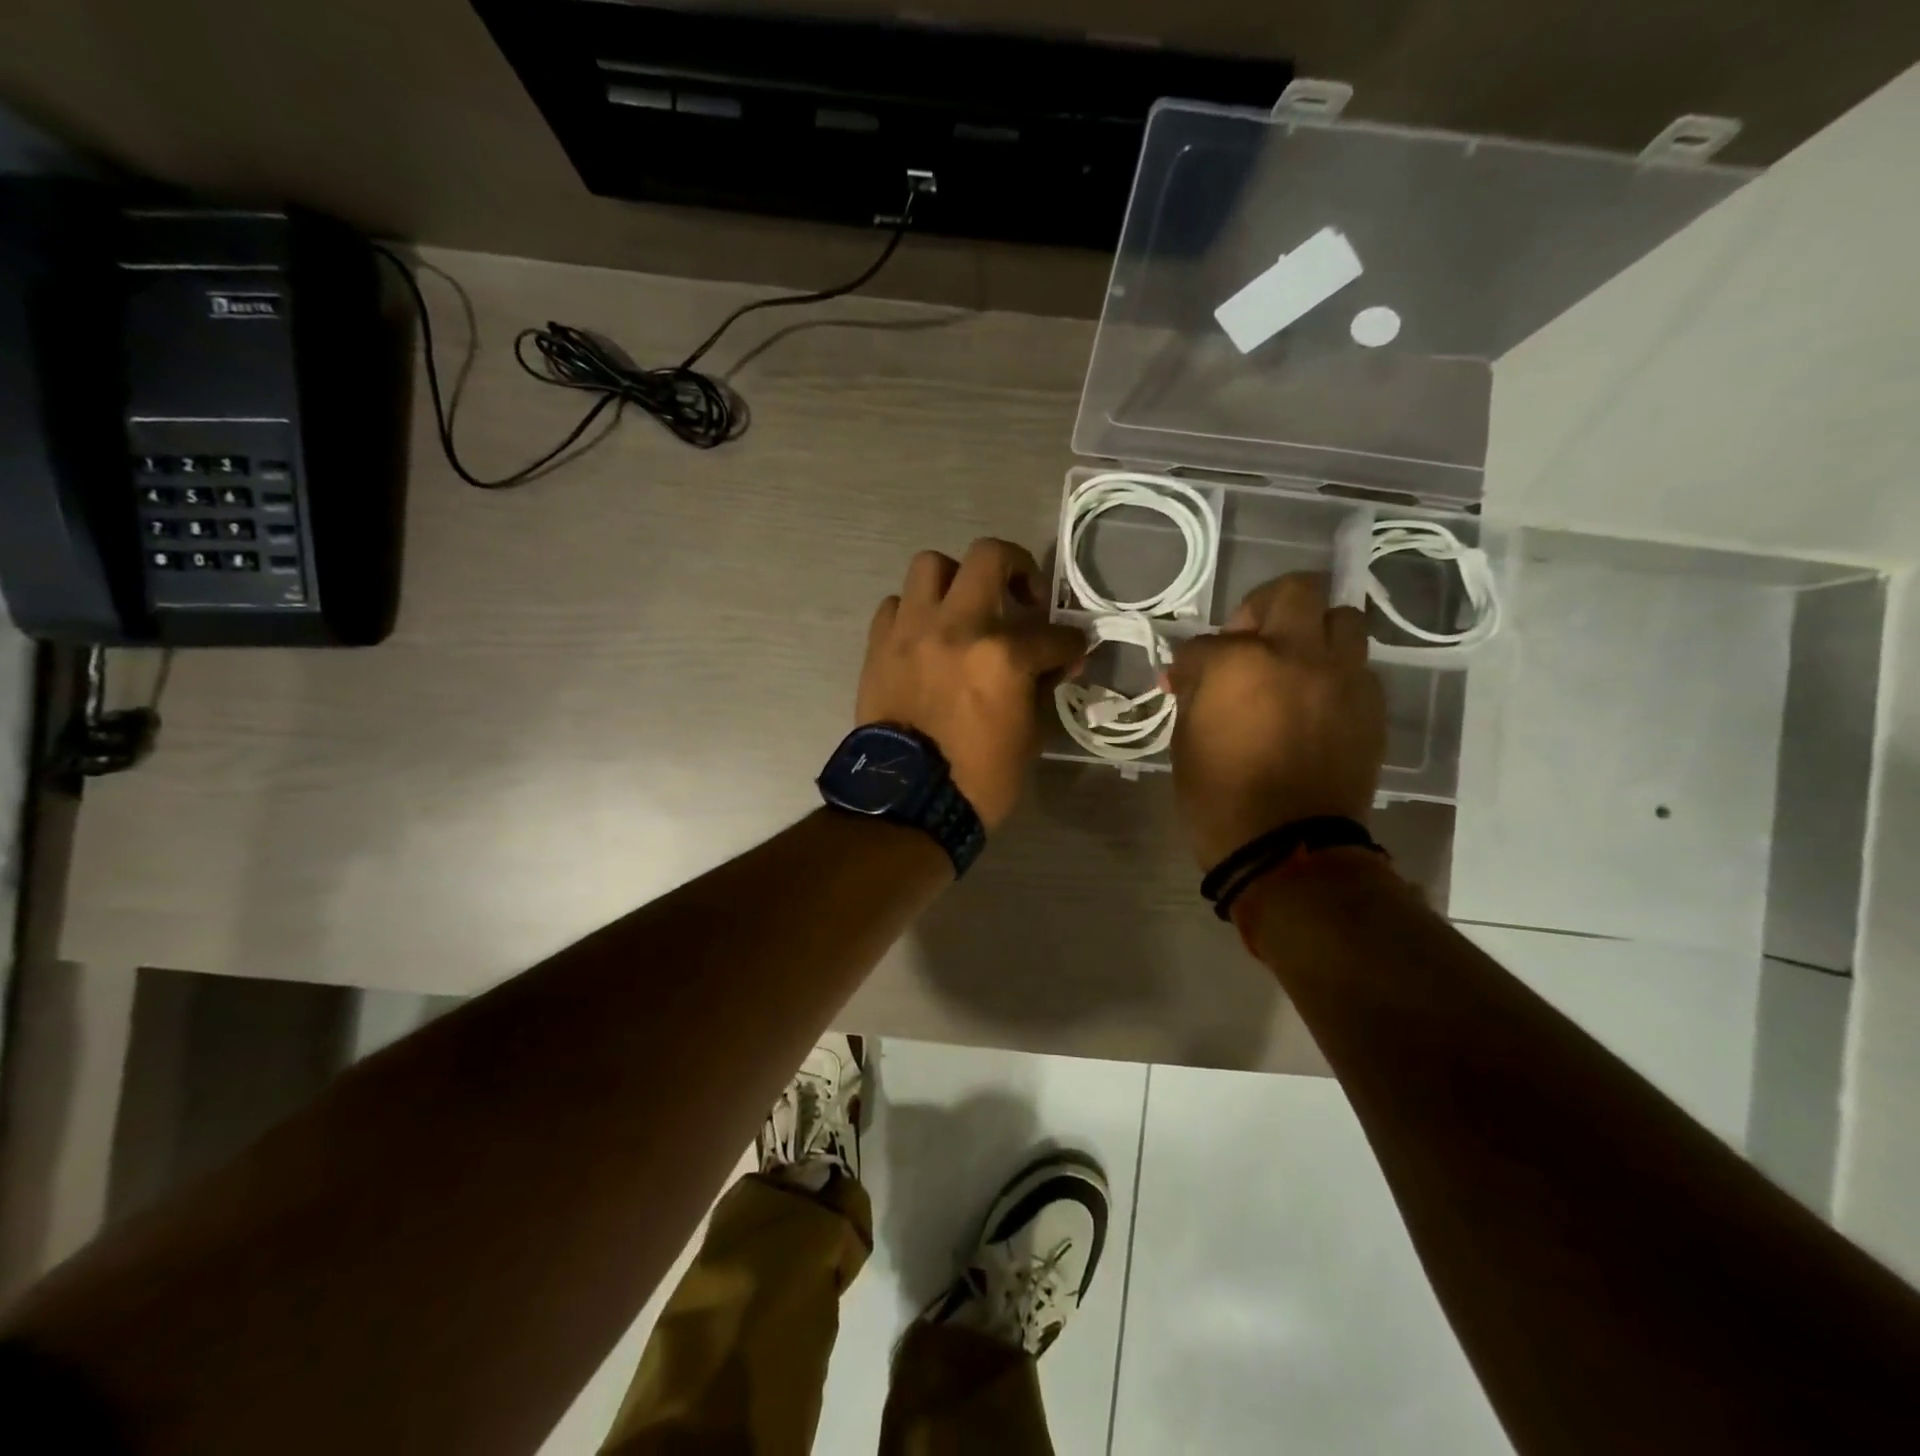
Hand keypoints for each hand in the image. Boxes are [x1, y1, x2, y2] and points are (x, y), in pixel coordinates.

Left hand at [857, 540, 1087, 829]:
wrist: (905, 802)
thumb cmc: (977, 779)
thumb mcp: (1027, 737)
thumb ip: (1040, 687)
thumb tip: (1052, 662)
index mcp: (1003, 656)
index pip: (1053, 635)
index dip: (1071, 644)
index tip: (1073, 650)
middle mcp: (957, 627)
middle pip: (990, 555)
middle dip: (1018, 567)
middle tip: (1023, 595)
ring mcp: (913, 630)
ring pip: (932, 565)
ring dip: (956, 579)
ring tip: (965, 607)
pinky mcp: (879, 645)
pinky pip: (897, 605)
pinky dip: (916, 612)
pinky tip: (927, 635)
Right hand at [1167, 573, 1385, 870]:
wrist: (1288, 849)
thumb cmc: (1220, 798)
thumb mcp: (1186, 740)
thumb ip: (1194, 693)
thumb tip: (1192, 675)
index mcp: (1241, 663)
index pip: (1207, 642)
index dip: (1189, 662)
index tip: (1183, 680)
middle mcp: (1300, 655)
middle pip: (1295, 591)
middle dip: (1265, 606)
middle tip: (1249, 639)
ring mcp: (1343, 678)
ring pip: (1342, 618)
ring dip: (1313, 631)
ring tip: (1294, 663)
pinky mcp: (1370, 706)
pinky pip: (1357, 667)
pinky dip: (1334, 672)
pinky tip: (1314, 702)